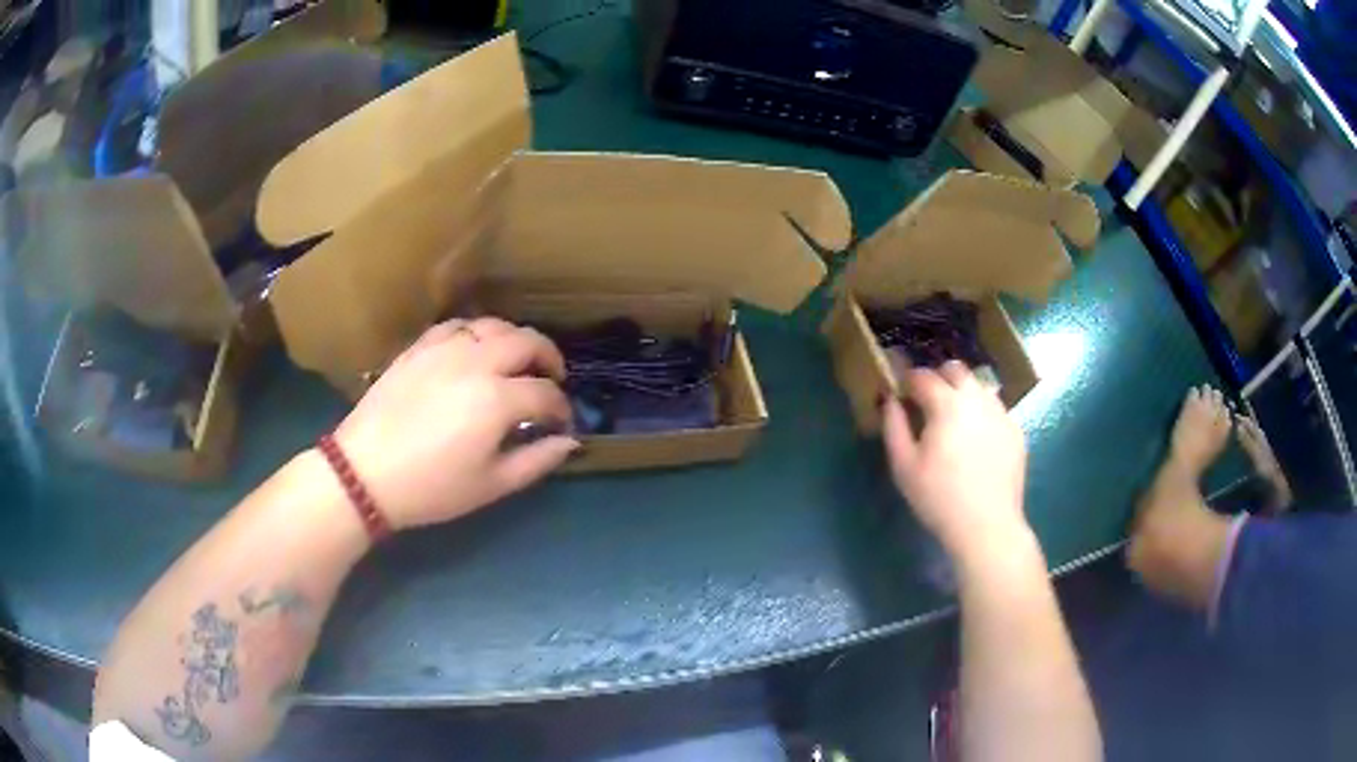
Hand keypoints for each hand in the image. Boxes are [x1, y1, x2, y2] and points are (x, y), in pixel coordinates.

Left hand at [331, 317, 578, 529]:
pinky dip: (476, 334)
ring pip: (493, 325)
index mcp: (497, 398)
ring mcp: (444, 349)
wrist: (364, 472)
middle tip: (552, 379)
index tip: (562, 423)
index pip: (546, 393)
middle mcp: (476, 361)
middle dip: (549, 358)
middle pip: (527, 342)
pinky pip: (456, 326)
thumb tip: (569, 441)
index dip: (561, 408)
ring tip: (517, 361)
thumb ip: (536, 460)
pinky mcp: (419, 348)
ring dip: (515, 340)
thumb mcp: (491, 485)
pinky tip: (474, 351)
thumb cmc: (432, 487)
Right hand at [882, 361, 1029, 563]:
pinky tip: (976, 440)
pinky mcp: (1015, 431)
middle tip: (926, 401)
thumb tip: (891, 400)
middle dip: (938, 377)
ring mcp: (1001, 413)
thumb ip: (894, 426)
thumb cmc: (939, 497)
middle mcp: (977, 399)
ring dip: (963, 393)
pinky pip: (995, 409)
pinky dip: (982, 413)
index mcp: (947, 403)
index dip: (908, 380)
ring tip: (953, 419)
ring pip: (979, 387)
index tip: (900, 393)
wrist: (987, 525)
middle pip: (956, 370)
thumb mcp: (903, 466)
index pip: (923, 376)